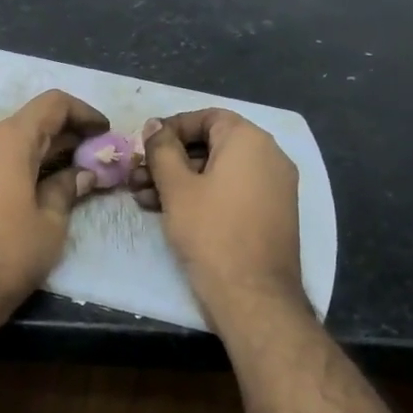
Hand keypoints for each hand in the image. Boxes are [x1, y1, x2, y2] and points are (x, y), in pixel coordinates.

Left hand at [0, 88, 107, 317]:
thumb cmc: (7, 255)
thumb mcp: (50, 223)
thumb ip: (68, 188)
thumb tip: (84, 173)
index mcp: (8, 140)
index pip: (52, 104)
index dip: (83, 112)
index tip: (104, 131)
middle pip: (32, 122)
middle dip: (67, 135)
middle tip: (97, 156)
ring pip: (13, 142)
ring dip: (45, 151)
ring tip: (76, 173)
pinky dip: (22, 164)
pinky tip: (43, 185)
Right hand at [140, 109, 303, 323]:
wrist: (253, 296)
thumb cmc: (211, 232)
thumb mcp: (176, 187)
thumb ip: (162, 149)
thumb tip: (154, 125)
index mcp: (250, 141)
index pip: (207, 117)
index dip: (171, 128)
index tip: (144, 147)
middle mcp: (269, 156)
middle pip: (211, 144)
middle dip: (170, 159)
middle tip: (138, 176)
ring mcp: (274, 187)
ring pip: (218, 170)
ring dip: (180, 179)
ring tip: (144, 199)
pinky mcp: (270, 213)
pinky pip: (232, 190)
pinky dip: (202, 195)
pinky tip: (168, 211)